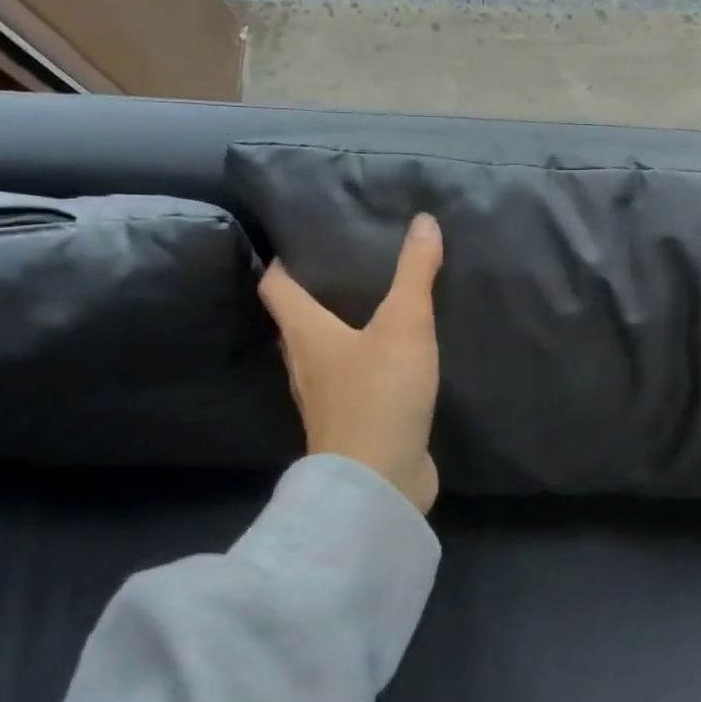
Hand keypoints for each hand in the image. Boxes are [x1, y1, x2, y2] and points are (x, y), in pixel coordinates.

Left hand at [258, 214, 444, 512]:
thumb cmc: (380, 393)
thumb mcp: (405, 323)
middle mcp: (305, 365)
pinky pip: (351, 382)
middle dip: (316, 293)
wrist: (379, 481)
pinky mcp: (351, 423)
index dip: (283, 261)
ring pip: (323, 353)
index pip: (276, 287)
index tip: (302, 239)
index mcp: (305, 334)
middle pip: (297, 321)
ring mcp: (326, 400)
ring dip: (339, 330)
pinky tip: (392, 356)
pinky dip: (363, 363)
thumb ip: (415, 272)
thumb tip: (424, 220)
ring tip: (371, 304)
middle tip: (348, 265)